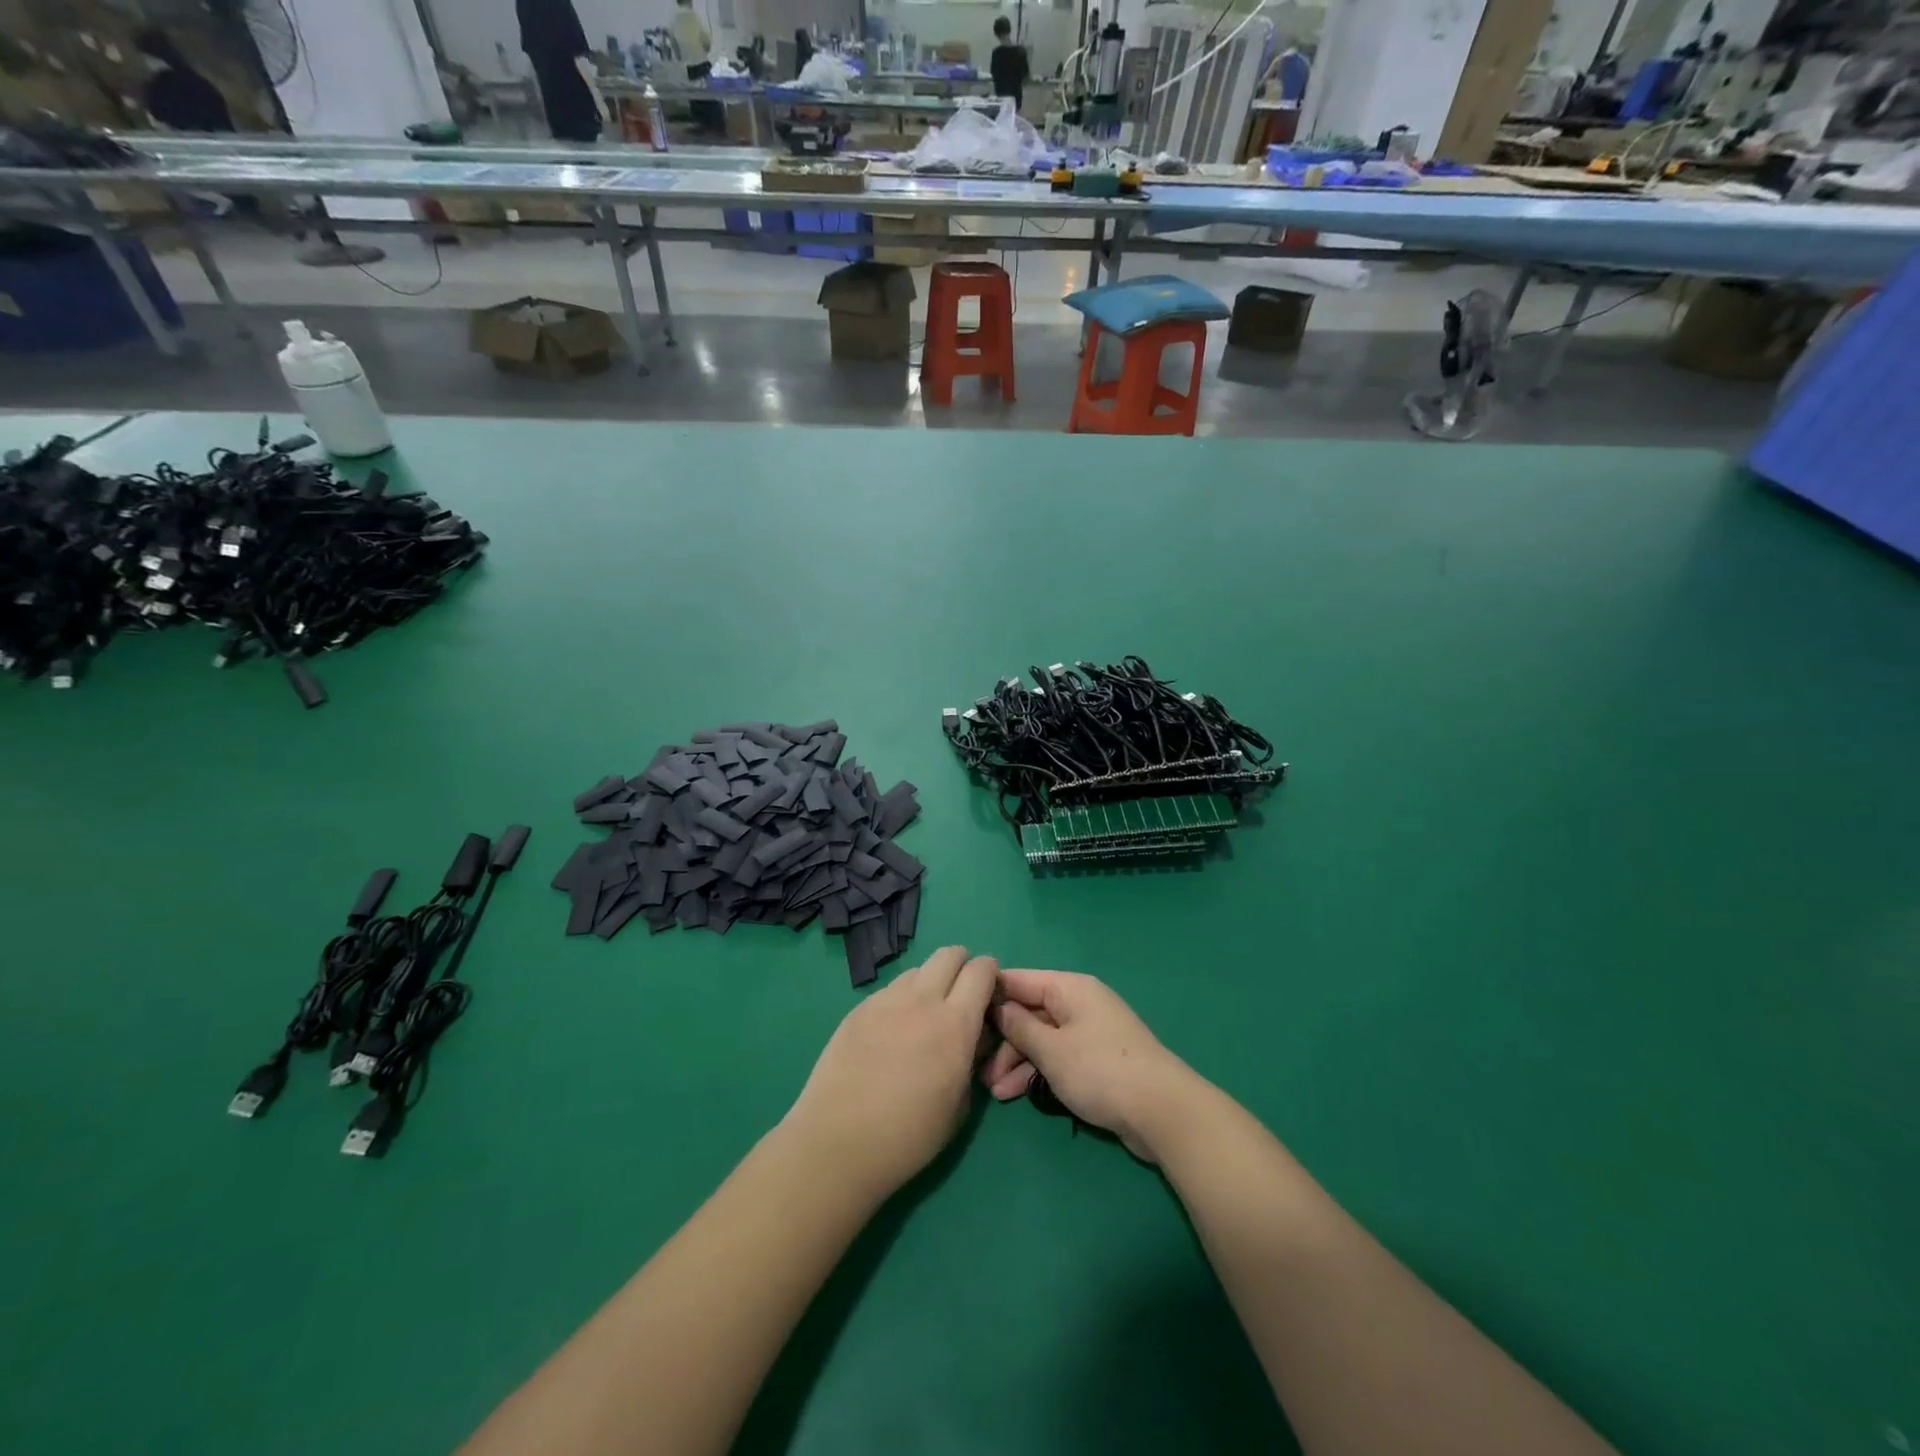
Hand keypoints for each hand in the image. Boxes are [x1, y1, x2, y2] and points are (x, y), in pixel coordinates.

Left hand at [784, 946, 996, 1202]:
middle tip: (960, 996)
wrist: (838, 1143)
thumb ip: (972, 1058)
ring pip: (918, 970)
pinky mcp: (859, 1008)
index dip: (991, 975)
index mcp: (955, 1024)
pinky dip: (901, 1000)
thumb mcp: (960, 1104)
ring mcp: (886, 1000)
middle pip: (950, 954)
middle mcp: (922, 1000)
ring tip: (922, 1017)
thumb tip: (974, 1036)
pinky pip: (890, 990)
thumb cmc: (908, 1136)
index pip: (982, 970)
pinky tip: (891, 1033)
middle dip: (962, 966)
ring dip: (930, 982)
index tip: (989, 994)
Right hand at [982, 970, 1202, 1162]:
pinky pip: (1058, 1056)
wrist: (1162, 1111)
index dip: (990, 995)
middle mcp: (1079, 1003)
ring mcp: (1090, 1031)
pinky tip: (1018, 1094)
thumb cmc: (1100, 1071)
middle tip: (979, 1071)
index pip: (1019, 980)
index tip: (960, 1013)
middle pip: (1030, 1011)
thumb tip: (997, 1007)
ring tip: (995, 1093)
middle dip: (1004, 1040)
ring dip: (1018, 1062)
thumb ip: (1020, 1027)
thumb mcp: (1052, 1050)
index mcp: (1069, 988)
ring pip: (1042, 1037)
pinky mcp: (1097, 1059)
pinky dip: (1038, 1071)